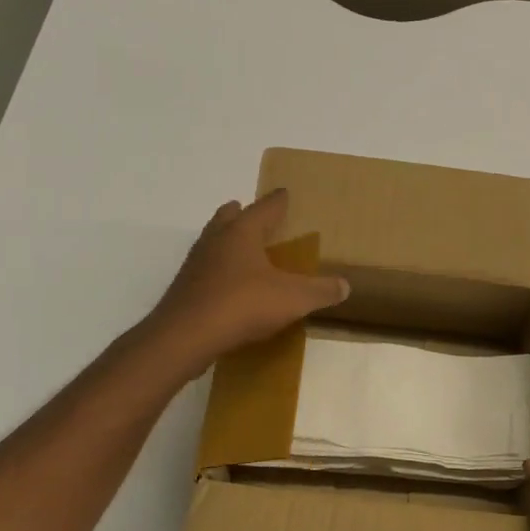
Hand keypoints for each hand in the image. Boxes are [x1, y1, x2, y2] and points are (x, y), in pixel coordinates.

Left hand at [149, 190, 349, 367]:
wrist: (185, 337)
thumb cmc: (242, 305)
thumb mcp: (293, 299)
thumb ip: (320, 291)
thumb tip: (345, 286)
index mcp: (242, 232)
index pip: (264, 207)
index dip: (277, 201)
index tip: (284, 193)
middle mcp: (216, 240)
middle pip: (228, 217)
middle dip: (242, 214)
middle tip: (255, 216)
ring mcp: (195, 264)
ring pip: (213, 242)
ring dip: (227, 241)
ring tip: (243, 251)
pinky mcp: (184, 290)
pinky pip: (205, 270)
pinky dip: (218, 271)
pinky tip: (229, 287)